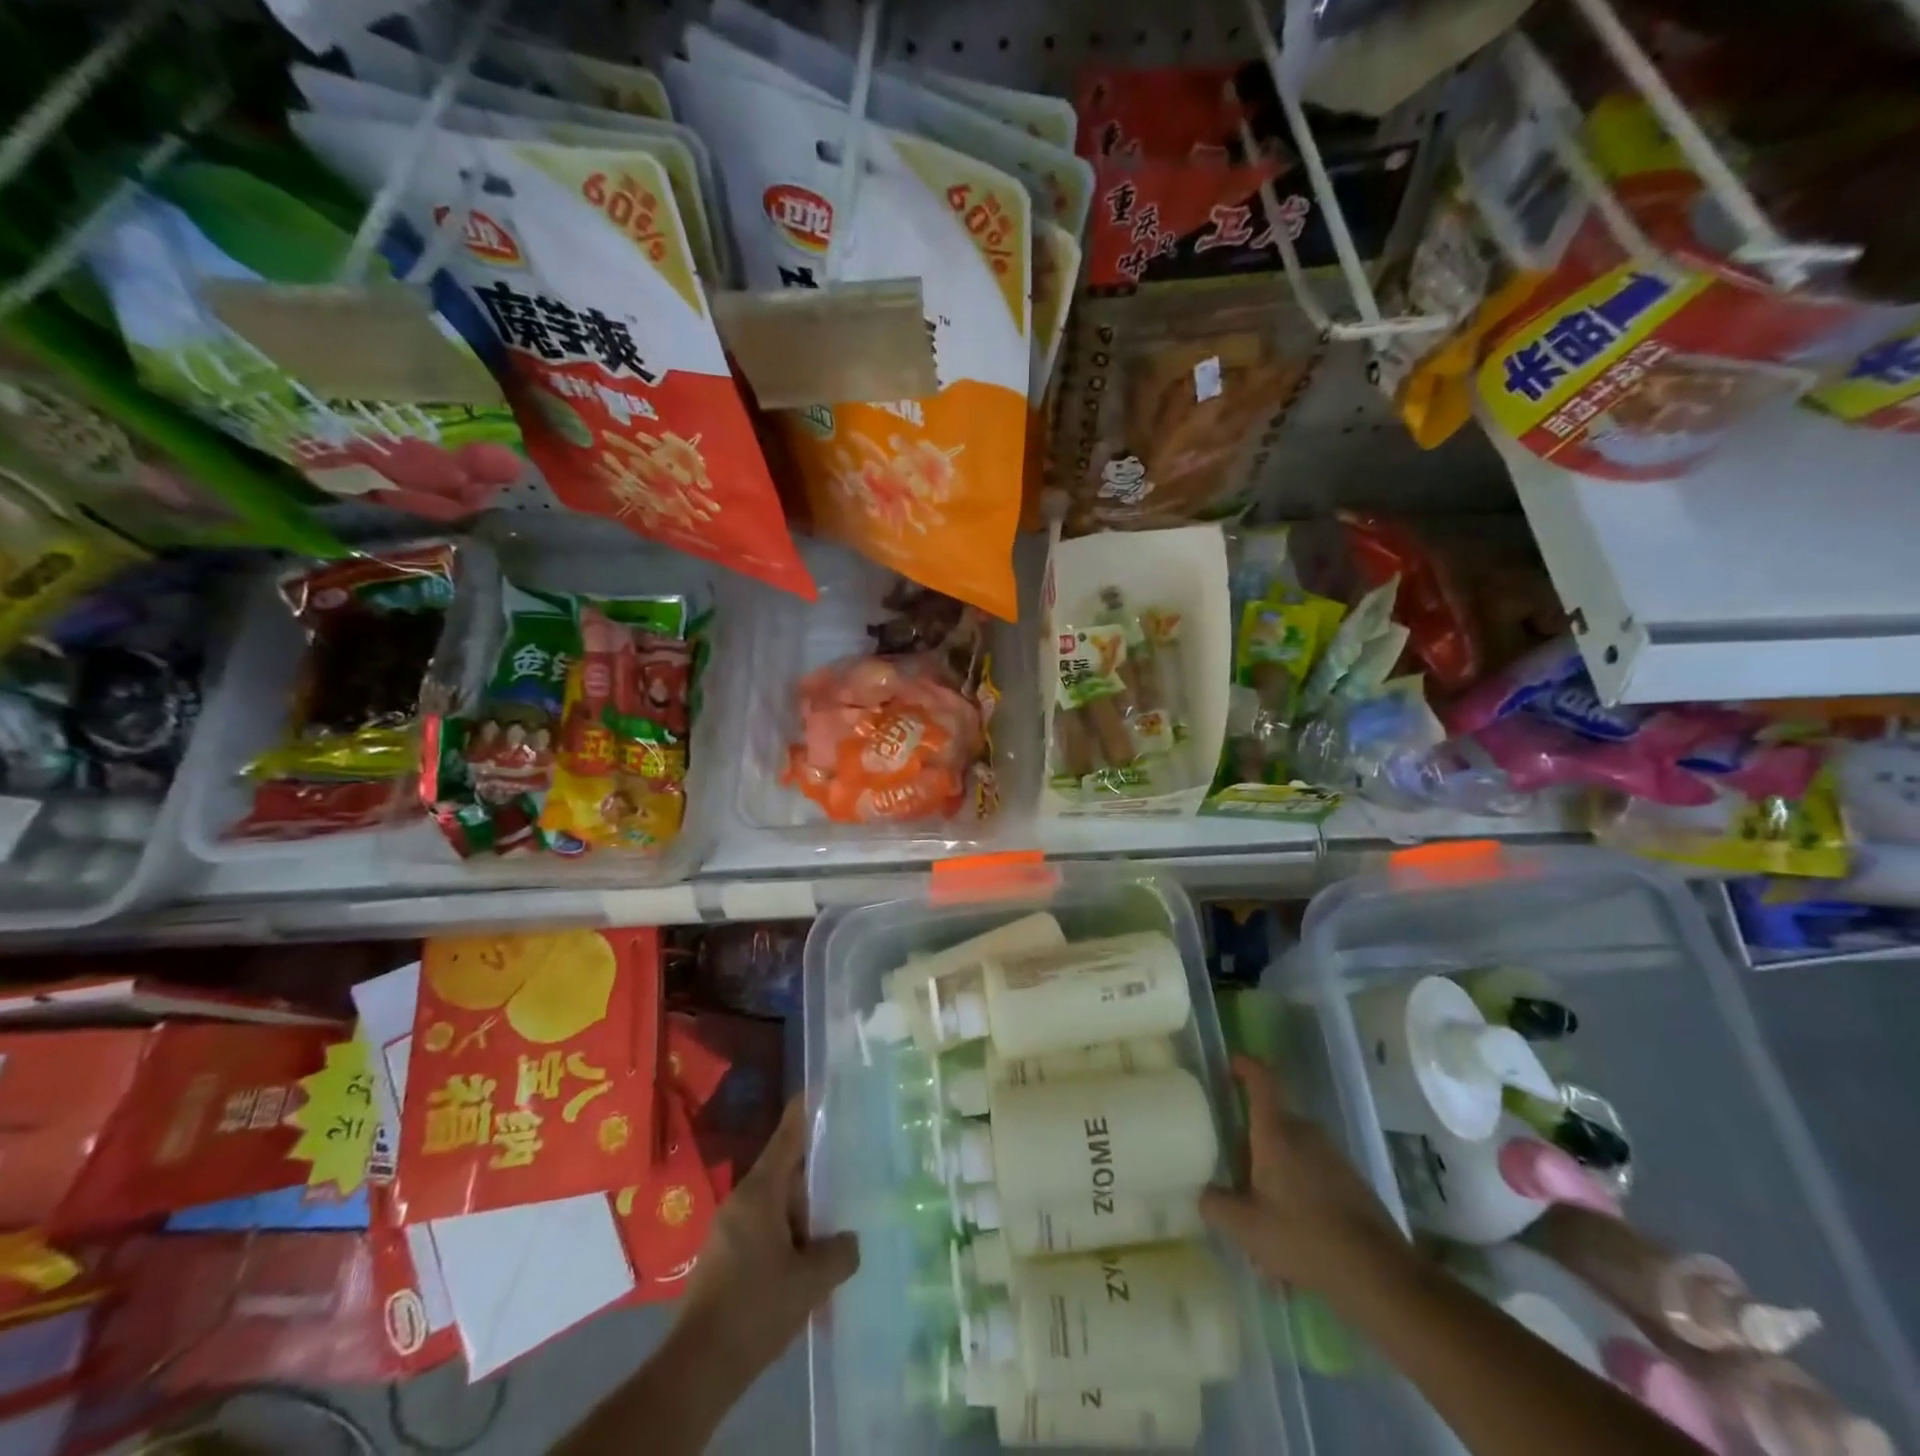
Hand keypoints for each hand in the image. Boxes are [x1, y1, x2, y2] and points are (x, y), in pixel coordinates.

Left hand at [675, 1096, 859, 1378]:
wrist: (698, 1369)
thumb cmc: (756, 1309)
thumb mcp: (810, 1282)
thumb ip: (839, 1254)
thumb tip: (849, 1241)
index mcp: (760, 1193)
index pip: (786, 1139)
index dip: (802, 1113)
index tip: (815, 1088)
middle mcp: (740, 1202)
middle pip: (784, 1177)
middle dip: (812, 1187)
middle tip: (843, 1189)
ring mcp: (726, 1231)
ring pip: (774, 1210)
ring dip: (800, 1223)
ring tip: (828, 1241)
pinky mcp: (721, 1259)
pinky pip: (762, 1234)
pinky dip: (785, 1243)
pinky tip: (802, 1271)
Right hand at [1200, 1055, 1410, 1296]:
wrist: (1379, 1274)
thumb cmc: (1303, 1238)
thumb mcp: (1246, 1228)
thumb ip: (1215, 1205)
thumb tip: (1203, 1194)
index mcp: (1276, 1133)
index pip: (1261, 1080)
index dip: (1244, 1066)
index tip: (1229, 1063)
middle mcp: (1305, 1133)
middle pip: (1271, 1123)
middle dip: (1251, 1145)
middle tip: (1235, 1178)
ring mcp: (1333, 1156)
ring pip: (1292, 1151)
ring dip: (1275, 1174)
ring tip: (1264, 1220)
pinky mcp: (1352, 1181)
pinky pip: (1313, 1173)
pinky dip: (1298, 1191)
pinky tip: (1295, 1235)